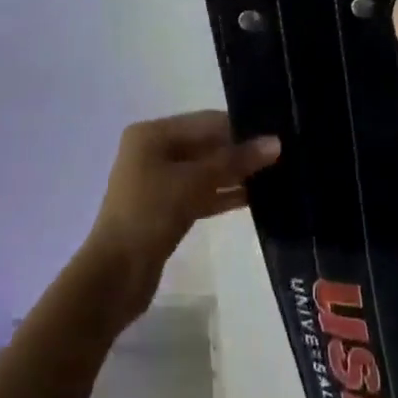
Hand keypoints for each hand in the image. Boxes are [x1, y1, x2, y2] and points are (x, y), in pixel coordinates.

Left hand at [82, 111, 279, 331]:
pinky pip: (201, 194)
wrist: (115, 276)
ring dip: (235, 174)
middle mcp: (153, 152)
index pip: (206, 121)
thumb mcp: (194, 182)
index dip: (240, 127)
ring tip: (277, 175)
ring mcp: (159, 182)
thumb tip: (275, 143)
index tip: (277, 132)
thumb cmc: (149, 214)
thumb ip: (234, 161)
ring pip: (205, 171)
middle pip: (206, 145)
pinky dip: (223, 194)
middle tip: (282, 154)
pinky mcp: (166, 210)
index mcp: (152, 134)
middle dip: (240, 151)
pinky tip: (255, 198)